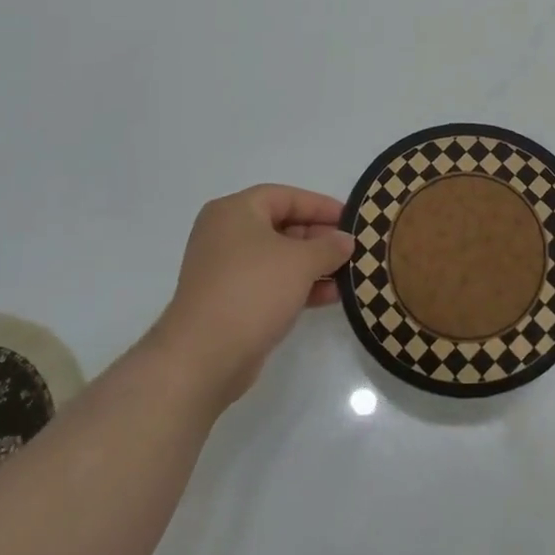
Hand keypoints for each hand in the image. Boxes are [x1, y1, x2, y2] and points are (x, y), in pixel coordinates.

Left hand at [150, 184, 353, 409]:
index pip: (286, 197)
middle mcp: (226, 234)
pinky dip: (298, 286)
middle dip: (319, 238)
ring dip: (313, 265)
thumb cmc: (252, 291)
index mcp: (235, 211)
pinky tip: (330, 296)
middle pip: (282, 226)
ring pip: (278, 258)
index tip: (351, 218)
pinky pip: (270, 283)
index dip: (321, 206)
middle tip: (351, 248)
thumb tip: (346, 240)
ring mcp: (226, 270)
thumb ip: (329, 246)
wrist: (203, 357)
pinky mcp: (230, 301)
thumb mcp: (300, 262)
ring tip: (348, 274)